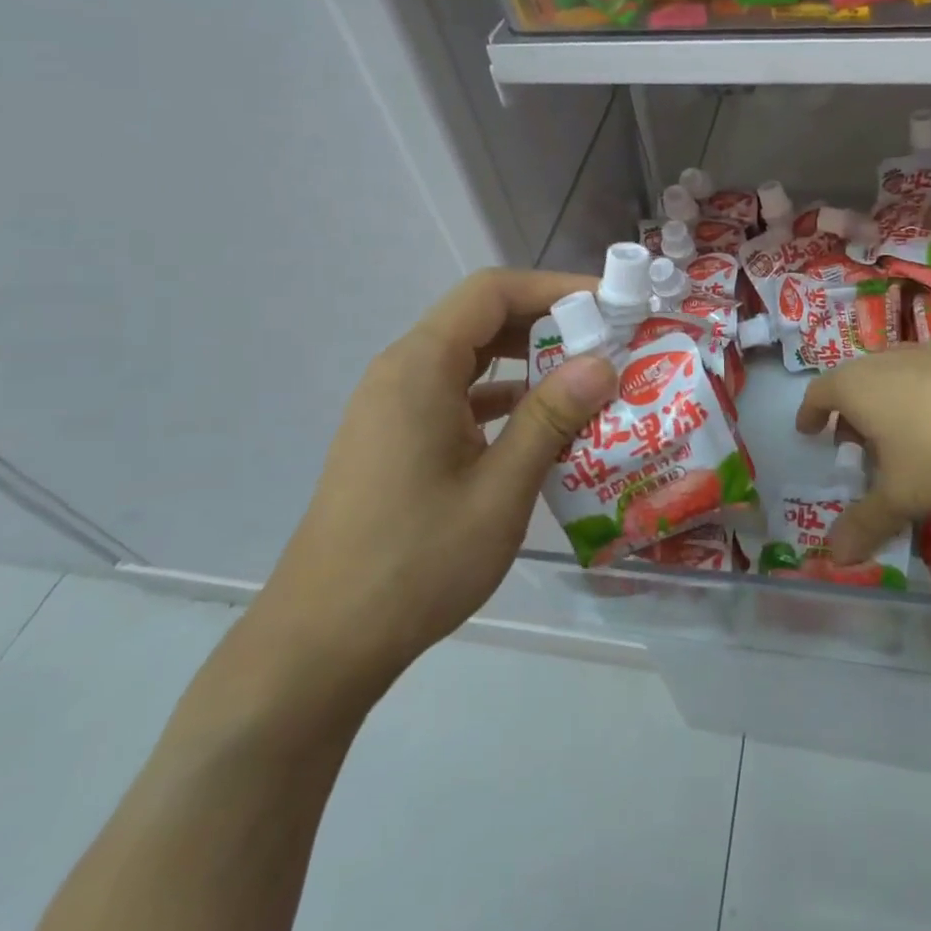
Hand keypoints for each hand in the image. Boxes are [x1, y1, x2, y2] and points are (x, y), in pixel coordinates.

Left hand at [247, 269, 615, 713]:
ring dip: (526, 362)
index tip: (608, 305)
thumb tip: (602, 363)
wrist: (322, 643)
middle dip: (547, 323)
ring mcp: (394, 406)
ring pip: (470, 359)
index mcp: (420, 368)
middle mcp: (402, 372)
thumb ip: (552, 417)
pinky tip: (541, 427)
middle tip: (607, 343)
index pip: (491, 292)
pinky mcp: (396, 438)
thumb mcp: (500, 489)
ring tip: (586, 381)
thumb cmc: (415, 562)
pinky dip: (502, 398)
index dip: (554, 288)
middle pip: (481, 319)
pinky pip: (456, 395)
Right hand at [795, 346, 930, 565]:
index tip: (808, 431)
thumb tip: (833, 557)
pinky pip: (923, 379)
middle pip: (853, 385)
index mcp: (854, 386)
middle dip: (850, 417)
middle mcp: (881, 361)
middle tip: (855, 448)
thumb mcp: (902, 493)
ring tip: (899, 442)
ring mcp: (922, 353)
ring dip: (885, 409)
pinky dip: (918, 401)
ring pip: (889, 380)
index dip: (810, 414)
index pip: (818, 394)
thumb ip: (866, 522)